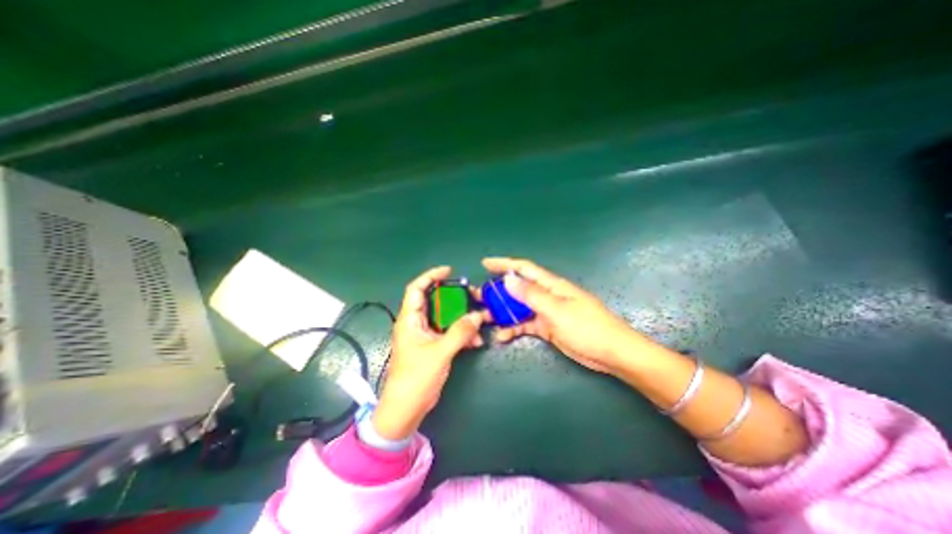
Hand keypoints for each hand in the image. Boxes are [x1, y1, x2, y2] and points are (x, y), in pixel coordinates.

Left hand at [375, 265, 484, 438]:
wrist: (407, 408)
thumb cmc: (416, 378)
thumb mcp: (440, 352)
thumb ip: (460, 332)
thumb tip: (478, 315)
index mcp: (410, 320)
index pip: (416, 289)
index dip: (430, 276)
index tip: (449, 271)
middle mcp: (416, 323)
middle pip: (435, 301)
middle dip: (455, 298)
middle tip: (472, 296)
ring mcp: (425, 335)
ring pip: (445, 318)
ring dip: (462, 318)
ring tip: (479, 320)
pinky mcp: (433, 346)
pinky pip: (450, 332)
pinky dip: (462, 333)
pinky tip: (475, 341)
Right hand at [484, 257, 646, 372]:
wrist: (611, 353)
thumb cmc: (587, 327)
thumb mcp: (557, 310)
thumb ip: (532, 295)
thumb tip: (509, 278)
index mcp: (551, 285)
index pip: (524, 269)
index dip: (504, 264)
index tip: (485, 263)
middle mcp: (547, 295)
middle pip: (518, 288)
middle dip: (498, 291)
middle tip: (478, 297)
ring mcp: (547, 312)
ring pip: (519, 308)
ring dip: (503, 312)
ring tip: (484, 318)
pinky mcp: (548, 327)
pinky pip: (526, 325)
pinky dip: (514, 328)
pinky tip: (502, 336)